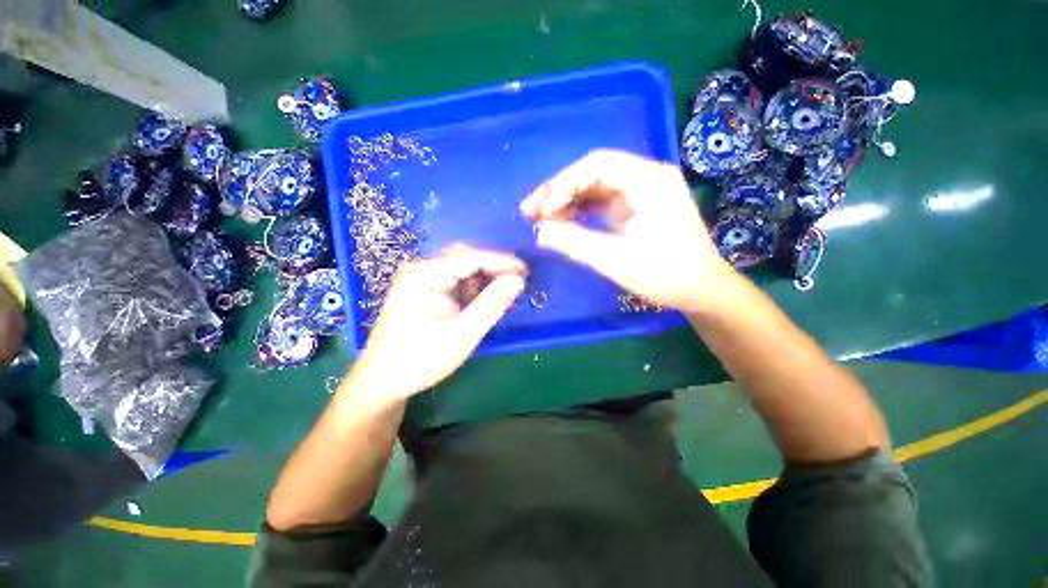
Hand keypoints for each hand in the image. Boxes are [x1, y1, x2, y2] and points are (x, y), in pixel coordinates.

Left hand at [344, 244, 526, 404]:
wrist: (383, 381)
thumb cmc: (422, 359)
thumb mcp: (463, 333)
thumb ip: (492, 304)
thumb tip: (518, 280)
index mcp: (424, 274)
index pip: (472, 257)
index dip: (503, 262)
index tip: (527, 271)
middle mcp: (420, 268)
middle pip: (465, 257)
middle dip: (493, 267)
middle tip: (518, 281)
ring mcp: (419, 278)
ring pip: (461, 267)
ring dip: (483, 278)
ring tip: (502, 293)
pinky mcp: (421, 289)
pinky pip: (453, 279)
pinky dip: (471, 287)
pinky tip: (480, 300)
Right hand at [520, 149, 733, 313]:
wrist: (700, 290)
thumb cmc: (666, 275)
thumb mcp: (616, 260)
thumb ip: (575, 243)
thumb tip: (538, 231)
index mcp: (649, 181)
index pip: (597, 165)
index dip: (563, 184)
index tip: (541, 212)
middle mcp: (647, 176)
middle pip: (593, 172)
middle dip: (559, 191)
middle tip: (530, 212)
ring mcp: (642, 190)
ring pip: (594, 186)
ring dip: (566, 200)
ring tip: (540, 219)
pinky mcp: (637, 206)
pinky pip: (601, 200)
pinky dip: (580, 210)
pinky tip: (562, 221)